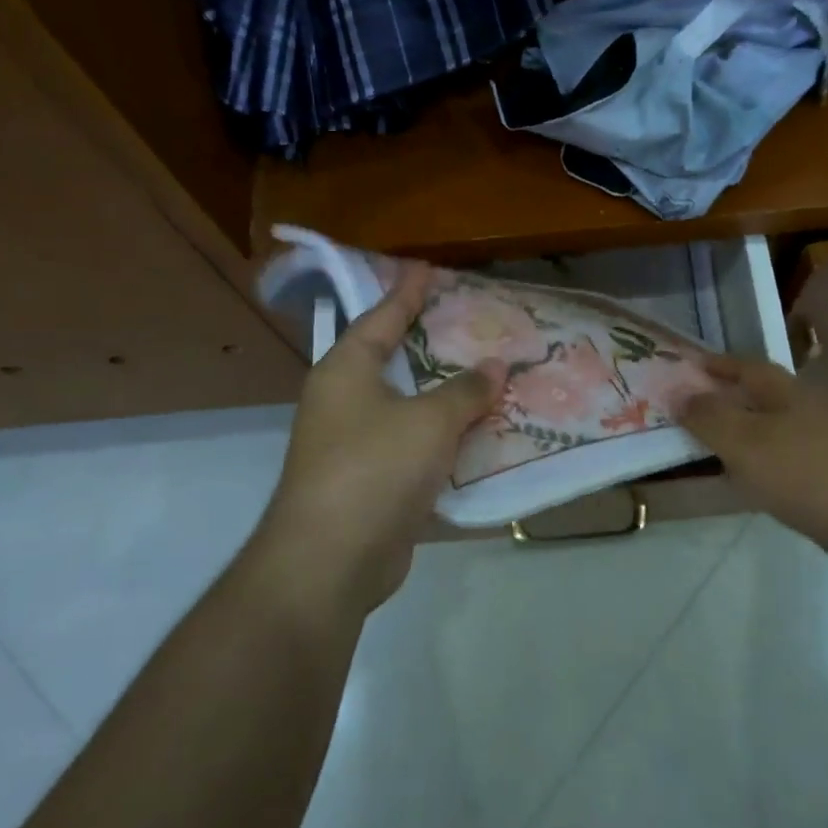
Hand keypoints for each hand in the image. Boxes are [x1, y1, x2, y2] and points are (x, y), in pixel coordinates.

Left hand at [254, 264, 504, 617]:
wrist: (332, 560)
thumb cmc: (375, 469)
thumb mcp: (430, 422)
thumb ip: (465, 391)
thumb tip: (496, 366)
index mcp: (346, 371)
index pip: (380, 317)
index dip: (406, 292)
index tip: (427, 267)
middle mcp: (344, 402)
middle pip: (392, 361)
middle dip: (428, 344)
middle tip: (466, 322)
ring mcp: (353, 445)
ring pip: (407, 407)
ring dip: (442, 396)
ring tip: (484, 375)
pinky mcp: (370, 483)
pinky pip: (413, 447)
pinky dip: (442, 439)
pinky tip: (476, 435)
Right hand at [680, 356, 827, 566]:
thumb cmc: (815, 473)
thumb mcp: (748, 444)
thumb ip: (711, 419)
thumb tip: (678, 392)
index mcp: (791, 394)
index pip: (748, 367)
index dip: (719, 365)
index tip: (690, 365)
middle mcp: (821, 413)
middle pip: (773, 401)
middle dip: (740, 405)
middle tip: (703, 419)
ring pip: (794, 439)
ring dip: (764, 446)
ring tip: (735, 467)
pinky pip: (813, 475)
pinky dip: (790, 482)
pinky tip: (785, 506)